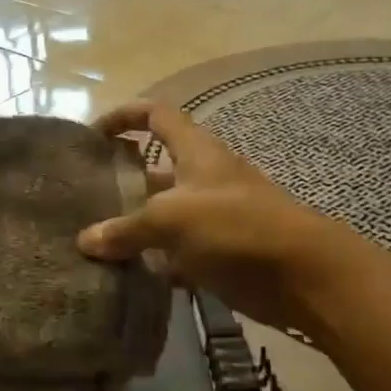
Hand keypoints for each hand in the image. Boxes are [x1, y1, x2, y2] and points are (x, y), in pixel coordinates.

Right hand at [80, 102, 359, 335]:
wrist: (305, 276)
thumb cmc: (235, 227)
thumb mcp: (171, 220)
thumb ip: (126, 229)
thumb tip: (85, 241)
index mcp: (195, 152)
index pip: (156, 114)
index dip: (124, 115)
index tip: (94, 135)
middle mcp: (203, 178)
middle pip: (155, 168)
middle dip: (122, 180)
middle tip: (85, 200)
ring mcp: (213, 217)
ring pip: (164, 215)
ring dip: (135, 226)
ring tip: (95, 242)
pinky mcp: (220, 252)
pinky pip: (177, 252)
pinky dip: (155, 262)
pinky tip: (127, 275)